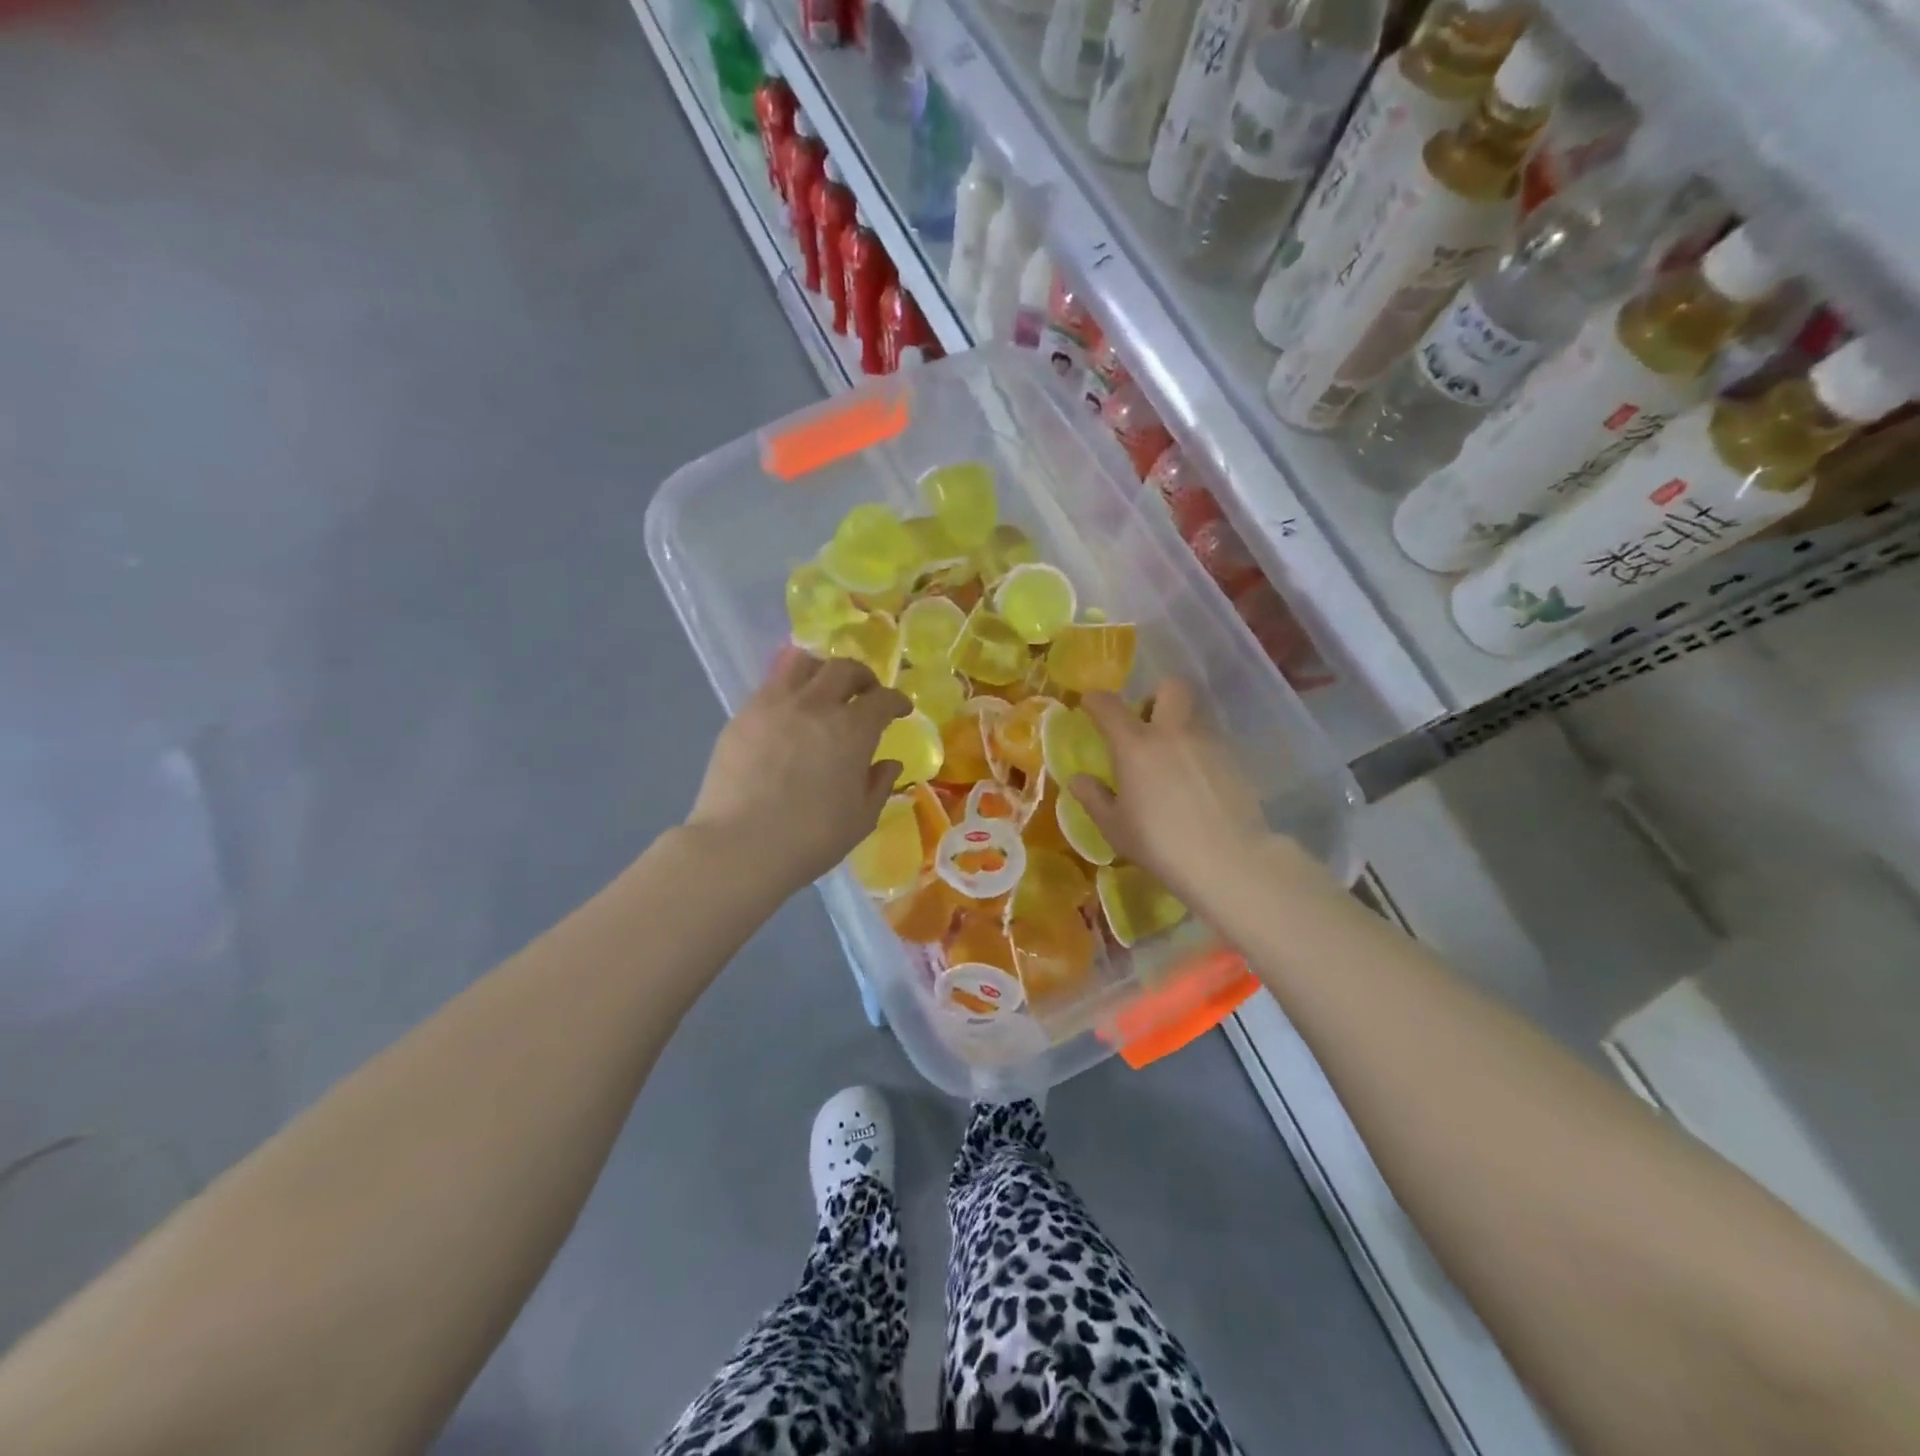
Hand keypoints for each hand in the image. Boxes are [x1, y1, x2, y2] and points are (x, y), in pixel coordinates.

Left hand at [687, 649, 910, 888]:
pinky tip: (790, 713)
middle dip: (863, 677)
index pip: (882, 699)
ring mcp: (774, 705)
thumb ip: (879, 785)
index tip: (901, 709)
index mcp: (852, 730)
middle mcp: (815, 705)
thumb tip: (889, 764)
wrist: (739, 847)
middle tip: (867, 692)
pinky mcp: (743, 715)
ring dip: (822, 671)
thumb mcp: (861, 819)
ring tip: (825, 690)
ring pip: (802, 664)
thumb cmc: (810, 839)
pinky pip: (771, 686)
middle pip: (844, 669)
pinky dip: (790, 689)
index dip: (896, 701)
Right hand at [1069, 680, 1272, 905]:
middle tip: (1146, 725)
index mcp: (1135, 745)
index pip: (1109, 705)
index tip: (1090, 707)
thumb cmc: (1160, 843)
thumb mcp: (1115, 827)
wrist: (1228, 859)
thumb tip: (1078, 780)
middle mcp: (1173, 732)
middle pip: (1170, 687)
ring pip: (1193, 715)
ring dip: (1178, 726)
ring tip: (1171, 761)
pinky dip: (1198, 752)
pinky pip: (1211, 742)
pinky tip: (1195, 783)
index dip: (1095, 701)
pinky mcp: (1234, 760)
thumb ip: (1094, 798)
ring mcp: (1209, 742)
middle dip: (1155, 697)